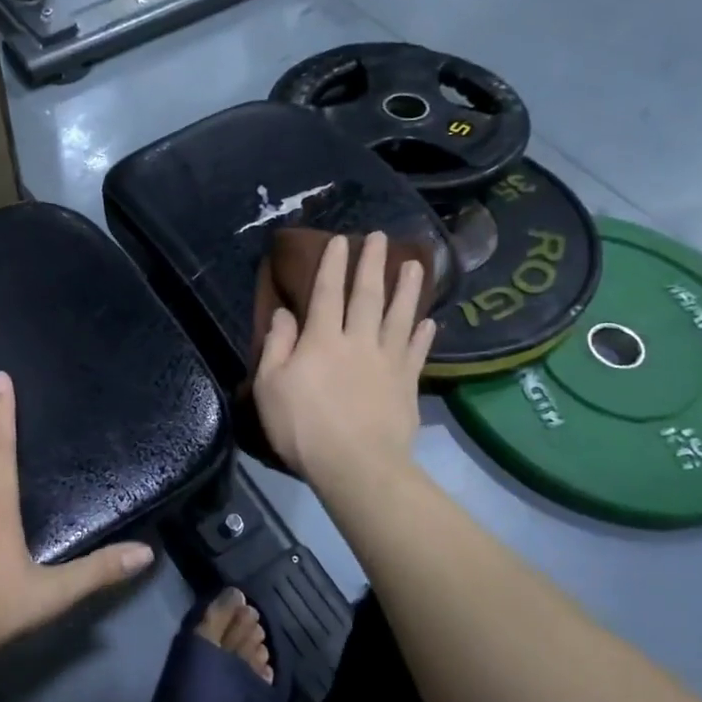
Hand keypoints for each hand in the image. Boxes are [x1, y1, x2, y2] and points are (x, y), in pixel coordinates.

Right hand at [253, 232, 434, 484]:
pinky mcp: (407, 384)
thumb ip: (277, 346)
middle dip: (372, 264)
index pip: (326, 293)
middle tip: (381, 237)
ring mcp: (387, 361)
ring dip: (407, 289)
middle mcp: (357, 341)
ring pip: (398, 316)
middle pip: (366, 295)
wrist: (356, 465)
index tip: (340, 240)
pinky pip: (416, 352)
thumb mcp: (270, 386)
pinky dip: (423, 334)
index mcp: (321, 340)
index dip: (331, 265)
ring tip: (415, 264)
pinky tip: (430, 321)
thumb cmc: (303, 427)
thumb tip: (285, 313)